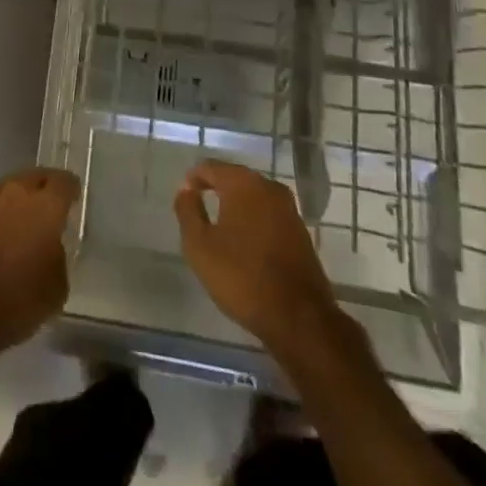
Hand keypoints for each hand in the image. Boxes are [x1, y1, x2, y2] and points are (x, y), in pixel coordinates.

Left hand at [0, 168, 78, 375]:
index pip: (64, 182)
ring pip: (5, 188)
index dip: (71, 189)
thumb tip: (49, 247)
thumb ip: (57, 255)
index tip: (73, 199)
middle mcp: (15, 192)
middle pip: (33, 177)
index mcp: (45, 206)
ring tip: (17, 219)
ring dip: (14, 199)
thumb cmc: (18, 301)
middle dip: (43, 188)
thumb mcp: (57, 287)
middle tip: (47, 206)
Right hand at [175, 160, 355, 364]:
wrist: (299, 318)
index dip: (194, 179)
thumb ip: (188, 210)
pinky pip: (268, 214)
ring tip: (220, 226)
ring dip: (236, 206)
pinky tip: (245, 242)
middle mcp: (269, 187)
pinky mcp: (301, 232)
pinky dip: (254, 220)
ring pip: (254, 196)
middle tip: (199, 209)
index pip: (211, 167)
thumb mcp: (199, 245)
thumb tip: (186, 190)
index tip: (184, 197)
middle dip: (216, 189)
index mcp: (243, 183)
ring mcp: (289, 209)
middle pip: (235, 178)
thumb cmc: (241, 276)